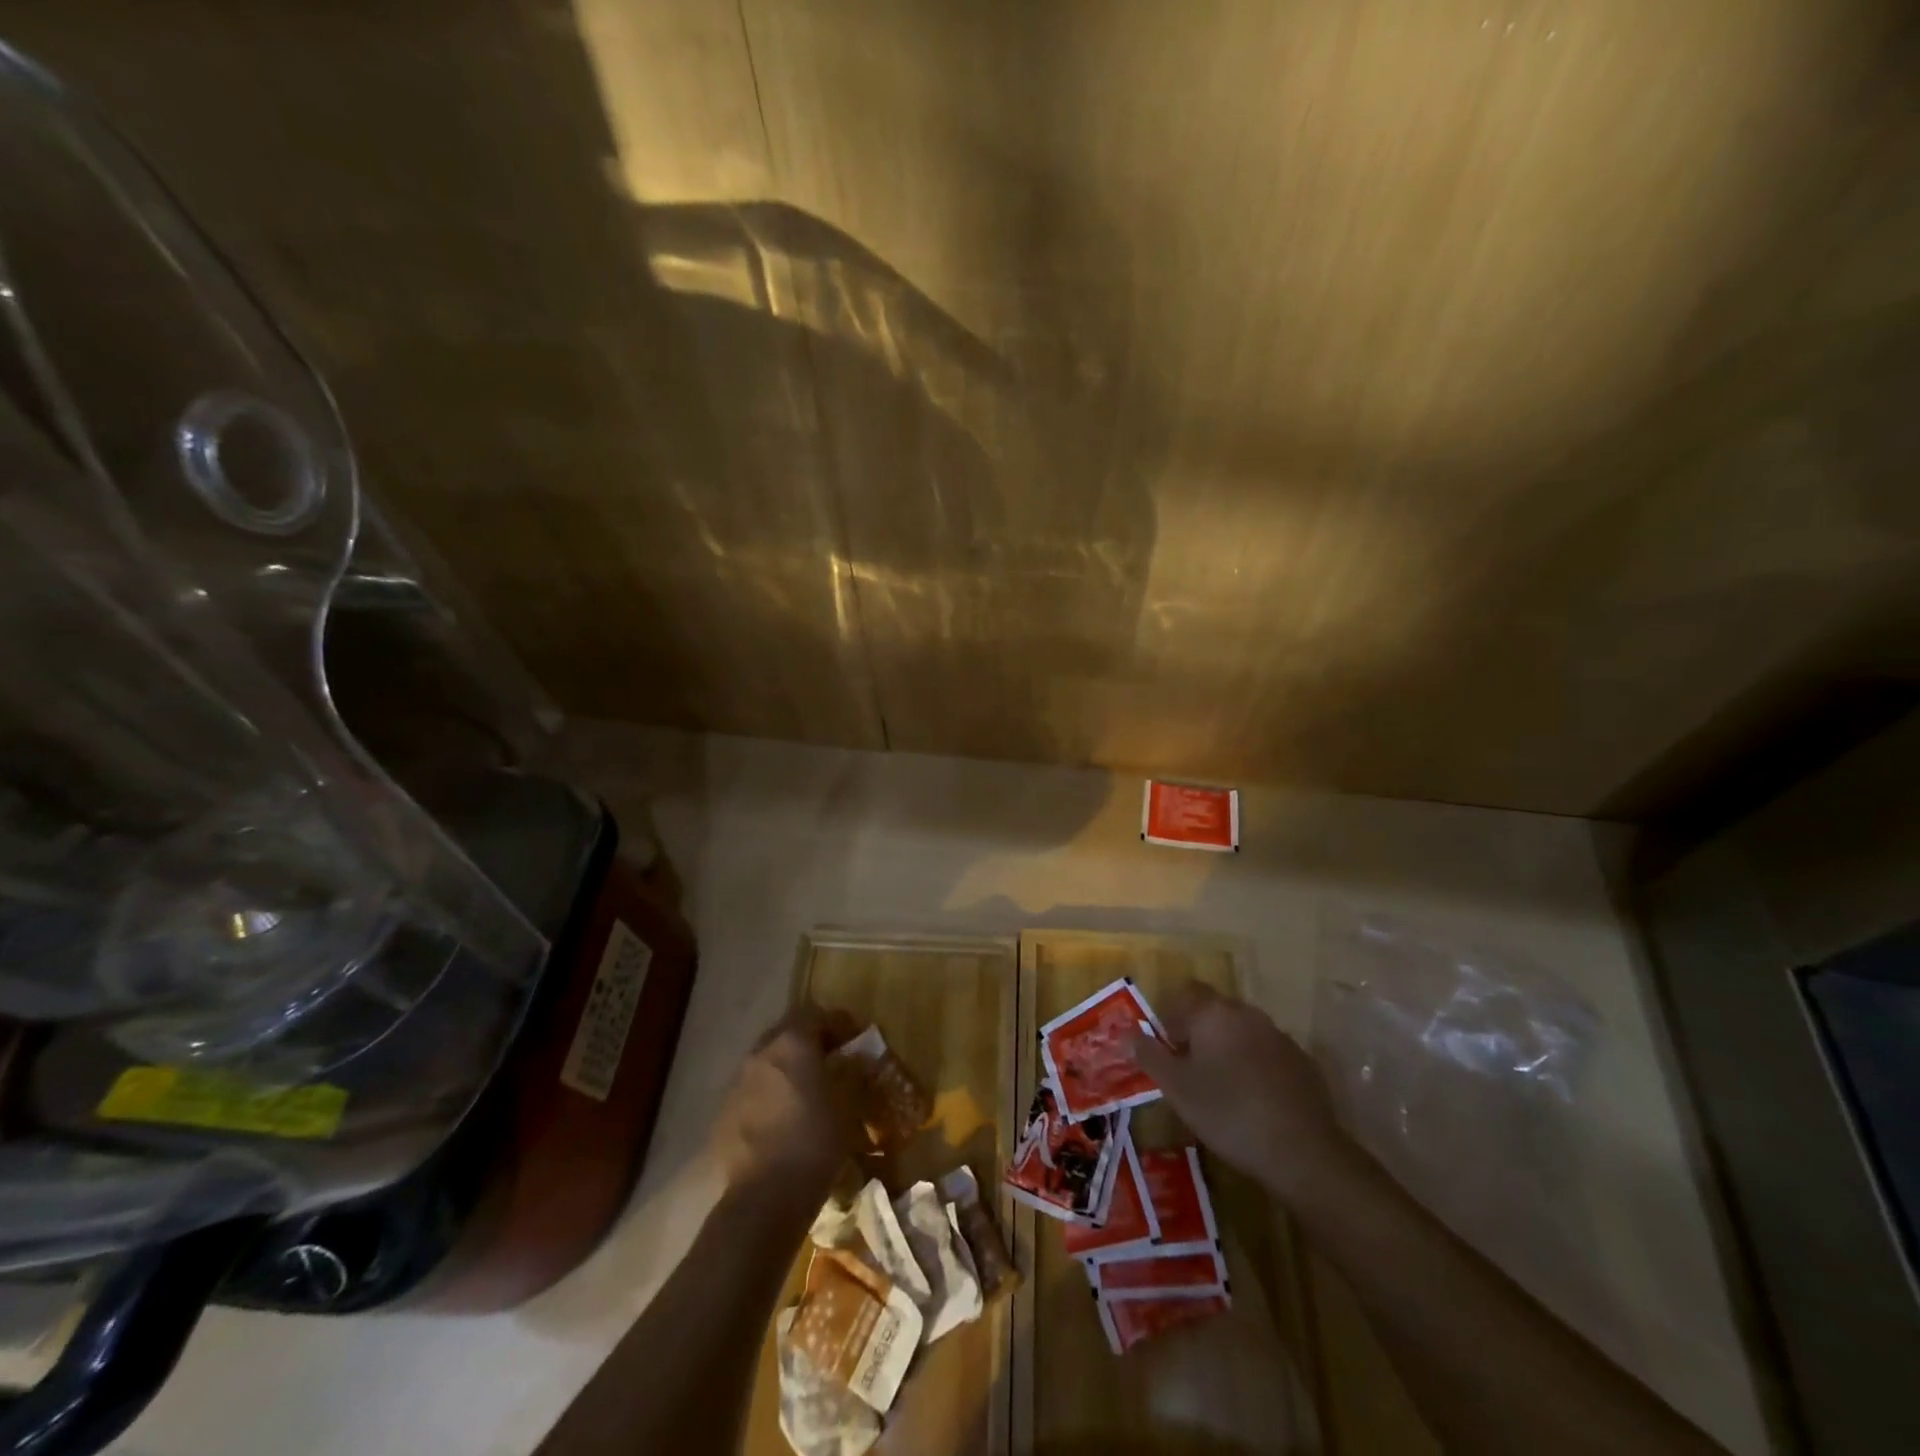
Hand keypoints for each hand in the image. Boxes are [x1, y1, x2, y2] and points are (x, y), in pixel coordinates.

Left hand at [707, 1005, 861, 1210]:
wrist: (763, 1199)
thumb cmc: (815, 1142)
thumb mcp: (849, 1105)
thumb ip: (853, 1073)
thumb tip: (857, 1059)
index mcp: (792, 1042)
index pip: (816, 1014)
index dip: (838, 1024)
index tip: (855, 1041)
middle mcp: (760, 1053)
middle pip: (787, 1034)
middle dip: (809, 1045)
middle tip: (831, 1065)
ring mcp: (737, 1084)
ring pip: (767, 1064)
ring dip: (787, 1071)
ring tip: (806, 1096)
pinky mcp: (723, 1115)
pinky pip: (752, 1093)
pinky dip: (769, 1098)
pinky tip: (783, 1123)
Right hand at [1132, 982, 1351, 1200]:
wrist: (1301, 1151)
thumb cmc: (1227, 1112)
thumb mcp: (1176, 1088)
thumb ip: (1148, 1055)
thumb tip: (1125, 1032)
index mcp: (1214, 1013)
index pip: (1186, 993)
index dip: (1172, 1017)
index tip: (1168, 1050)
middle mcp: (1247, 1013)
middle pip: (1214, 1011)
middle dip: (1199, 1034)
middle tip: (1190, 1072)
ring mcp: (1279, 1036)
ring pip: (1242, 1032)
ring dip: (1228, 1049)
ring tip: (1221, 1089)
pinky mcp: (1302, 1062)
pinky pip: (1267, 1054)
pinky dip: (1255, 1067)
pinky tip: (1254, 1101)